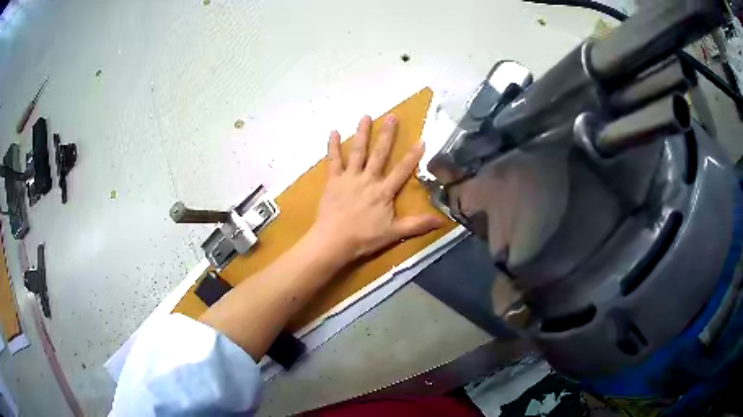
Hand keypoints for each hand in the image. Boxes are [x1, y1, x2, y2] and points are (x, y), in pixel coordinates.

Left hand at [309, 114, 443, 262]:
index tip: (421, 139)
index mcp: (383, 191)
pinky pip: (333, 160)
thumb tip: (442, 221)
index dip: (413, 155)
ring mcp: (349, 177)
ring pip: (357, 151)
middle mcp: (368, 179)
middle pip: (379, 153)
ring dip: (361, 133)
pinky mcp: (333, 180)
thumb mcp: (394, 233)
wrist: (334, 241)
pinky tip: (333, 131)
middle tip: (392, 116)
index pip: (402, 170)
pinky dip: (332, 145)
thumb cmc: (364, 238)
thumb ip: (417, 225)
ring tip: (366, 116)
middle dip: (387, 135)